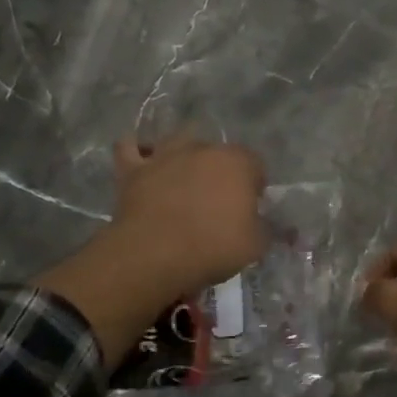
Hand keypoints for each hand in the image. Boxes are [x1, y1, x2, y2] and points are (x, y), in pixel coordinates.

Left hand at [108, 130, 266, 296]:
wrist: (155, 255)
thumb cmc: (213, 247)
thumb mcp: (256, 245)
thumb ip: (267, 228)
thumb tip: (265, 222)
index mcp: (238, 162)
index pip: (255, 165)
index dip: (254, 186)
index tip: (250, 208)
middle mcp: (203, 148)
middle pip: (218, 153)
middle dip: (220, 171)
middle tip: (217, 202)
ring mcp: (165, 155)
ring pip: (178, 141)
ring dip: (183, 156)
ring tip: (183, 179)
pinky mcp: (133, 168)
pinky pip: (129, 148)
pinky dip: (135, 150)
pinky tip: (141, 160)